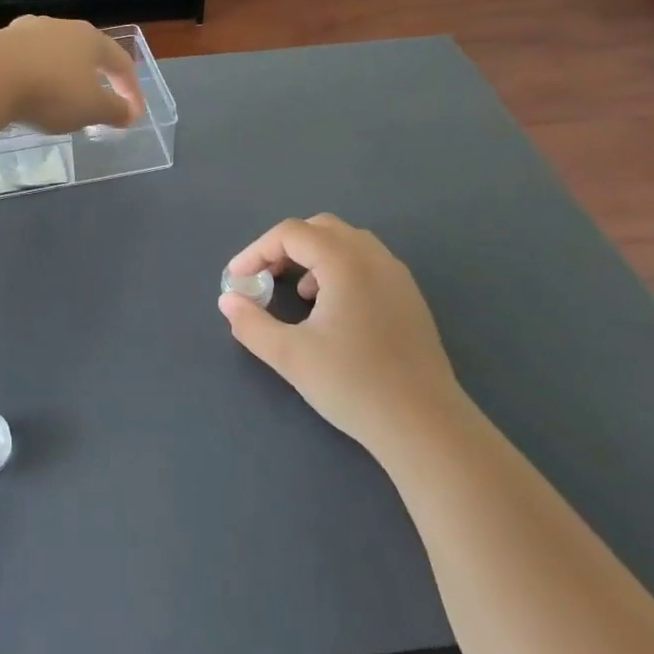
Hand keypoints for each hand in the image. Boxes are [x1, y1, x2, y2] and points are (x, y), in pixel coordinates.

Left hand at [0, 17, 143, 133]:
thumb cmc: (50, 92)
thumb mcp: (91, 109)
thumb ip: (114, 111)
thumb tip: (130, 113)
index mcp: (89, 40)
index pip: (120, 61)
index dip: (131, 88)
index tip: (133, 113)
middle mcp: (57, 27)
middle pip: (82, 48)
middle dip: (90, 71)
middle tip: (94, 93)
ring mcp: (21, 30)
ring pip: (43, 43)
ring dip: (51, 60)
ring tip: (52, 79)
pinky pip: (5, 46)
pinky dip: (9, 56)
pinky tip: (4, 66)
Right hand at [218, 214, 467, 455]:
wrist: (425, 425)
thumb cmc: (353, 384)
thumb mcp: (290, 355)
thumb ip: (251, 324)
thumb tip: (228, 301)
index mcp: (345, 261)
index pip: (290, 233)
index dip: (256, 251)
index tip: (237, 280)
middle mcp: (373, 256)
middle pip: (319, 228)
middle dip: (285, 247)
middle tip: (264, 277)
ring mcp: (397, 275)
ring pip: (346, 242)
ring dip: (313, 256)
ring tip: (296, 293)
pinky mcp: (409, 297)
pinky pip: (366, 262)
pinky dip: (338, 269)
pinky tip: (330, 310)